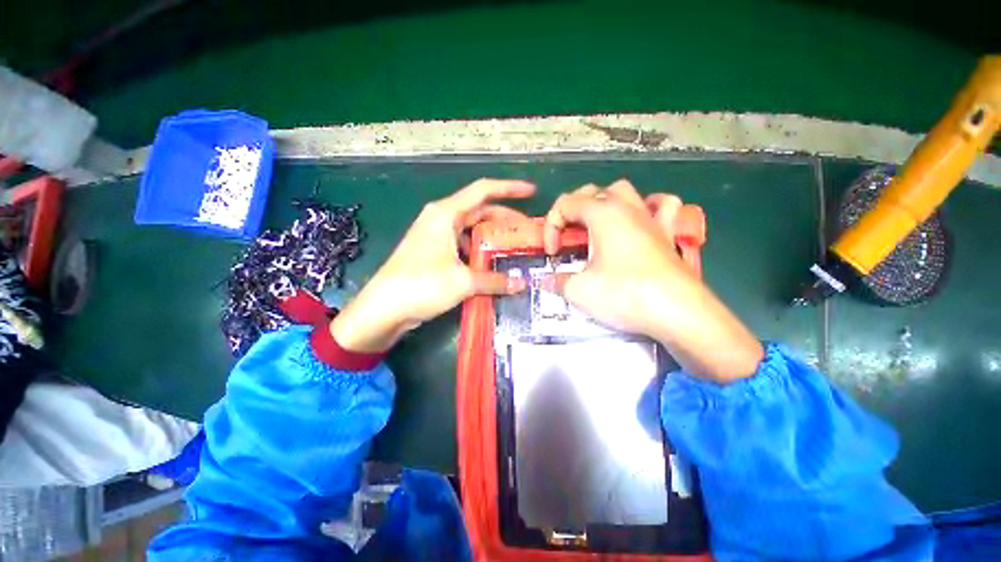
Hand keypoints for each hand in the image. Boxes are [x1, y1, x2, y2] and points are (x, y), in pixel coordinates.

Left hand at [330, 179, 534, 352]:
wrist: (383, 309)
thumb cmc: (421, 285)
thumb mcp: (463, 281)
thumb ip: (495, 281)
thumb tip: (521, 284)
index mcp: (446, 213)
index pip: (483, 191)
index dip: (509, 189)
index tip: (532, 191)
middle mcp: (441, 219)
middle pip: (480, 211)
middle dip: (504, 219)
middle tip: (527, 231)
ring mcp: (437, 237)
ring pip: (472, 231)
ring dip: (492, 238)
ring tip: (514, 249)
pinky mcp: (435, 254)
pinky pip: (463, 247)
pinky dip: (479, 253)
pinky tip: (492, 266)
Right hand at [544, 180, 762, 382]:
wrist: (678, 313)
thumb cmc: (624, 294)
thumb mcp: (579, 290)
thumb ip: (559, 281)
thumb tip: (549, 281)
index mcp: (604, 213)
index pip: (566, 204)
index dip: (551, 226)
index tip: (552, 253)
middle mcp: (628, 208)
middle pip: (594, 191)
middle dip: (573, 211)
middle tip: (569, 236)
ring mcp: (652, 219)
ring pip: (625, 192)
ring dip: (606, 203)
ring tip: (598, 225)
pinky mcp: (669, 235)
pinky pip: (662, 207)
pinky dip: (648, 207)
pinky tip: (640, 221)